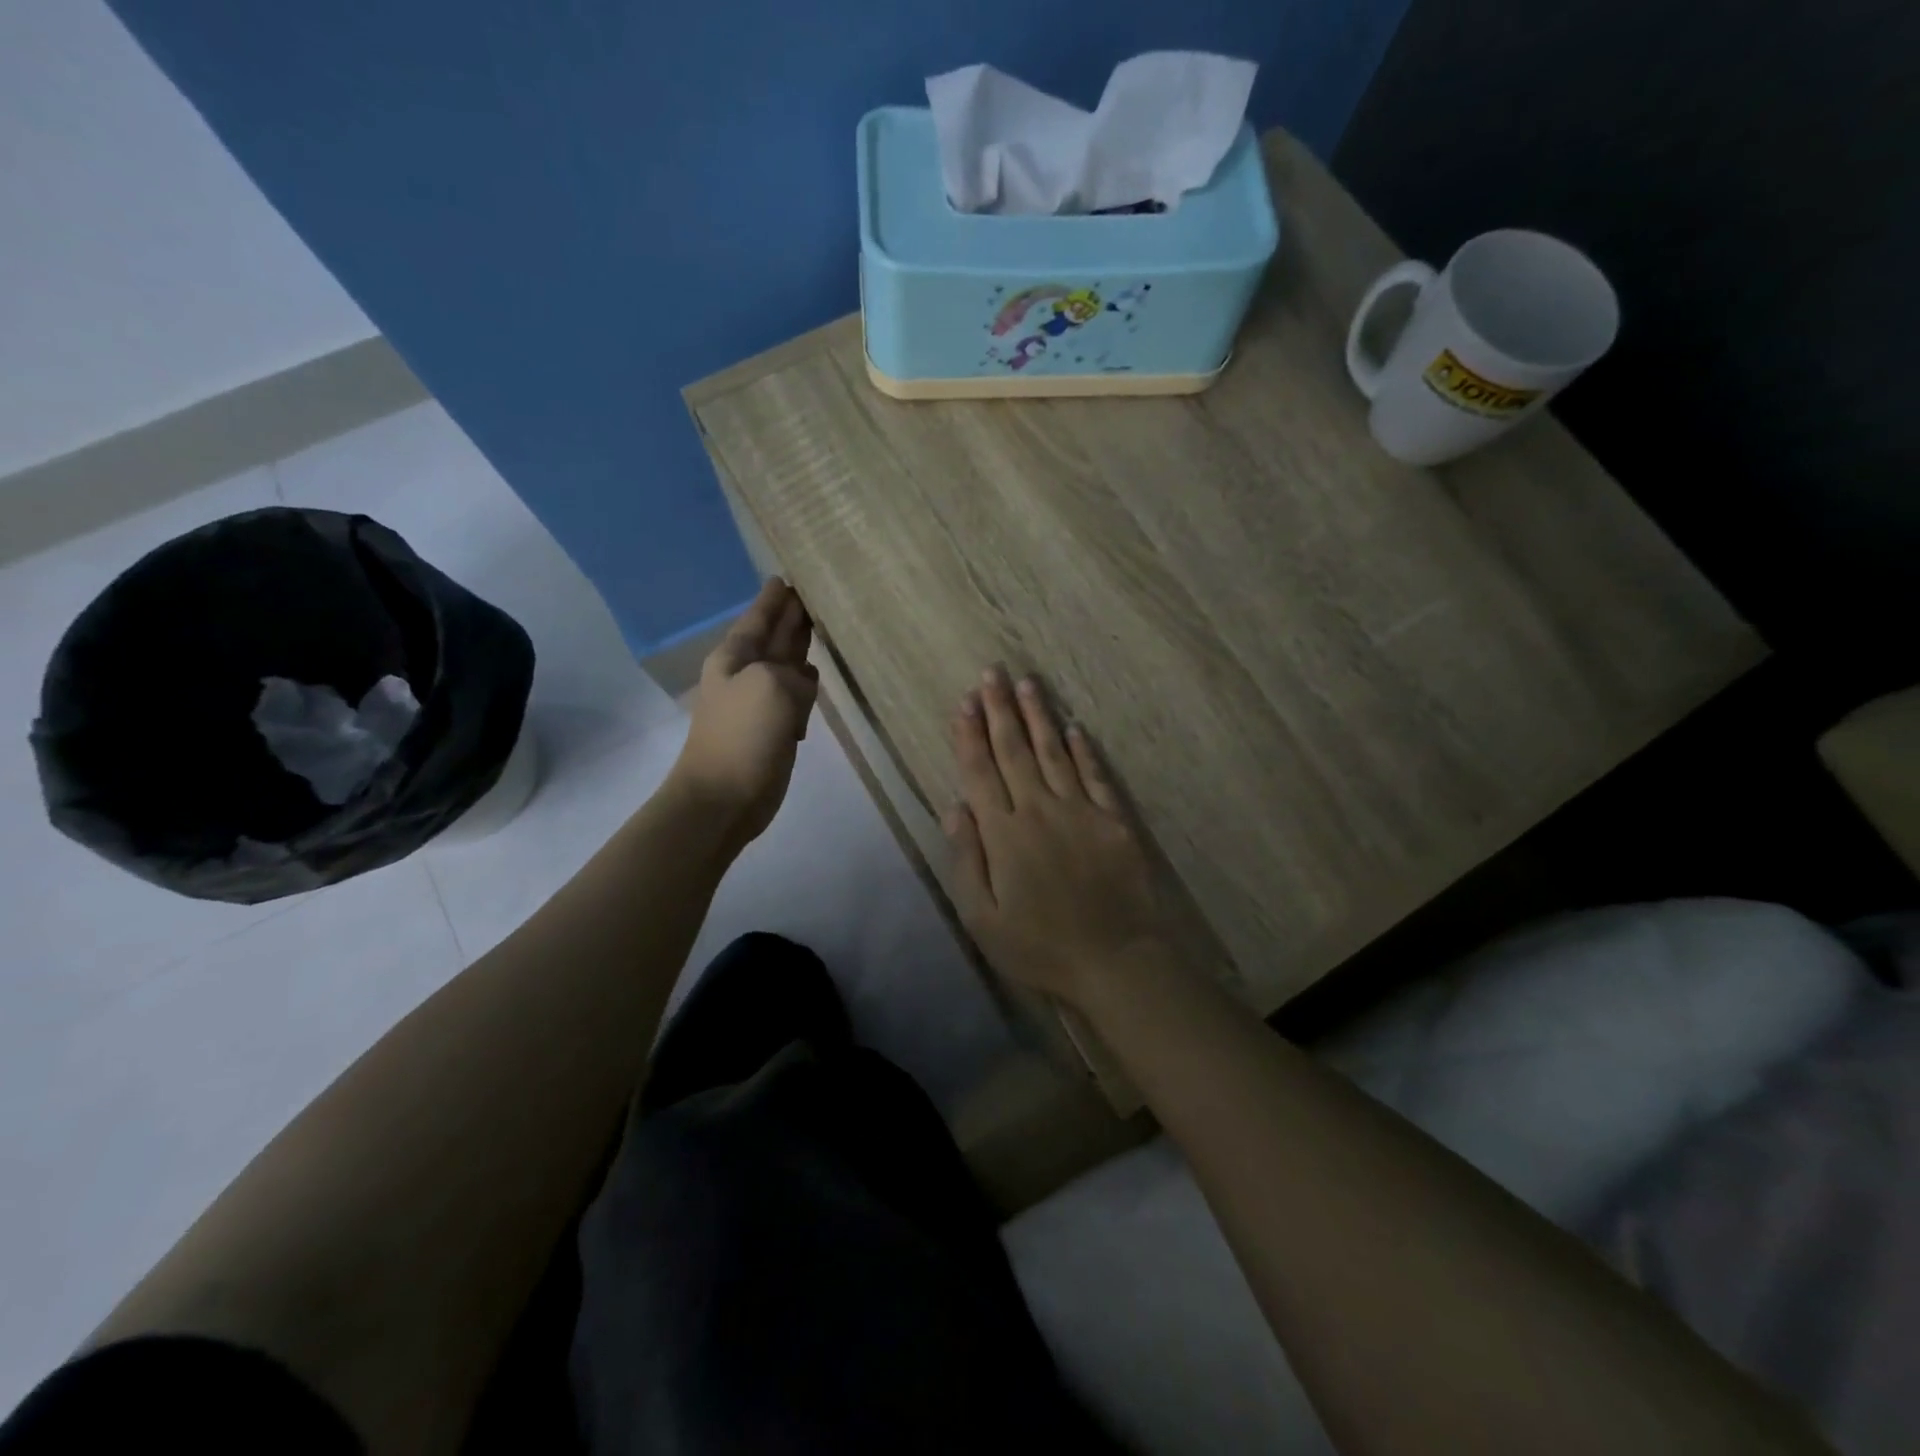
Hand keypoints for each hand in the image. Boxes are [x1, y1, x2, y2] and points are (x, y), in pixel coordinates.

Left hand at [671, 578, 818, 847]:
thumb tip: (802, 684)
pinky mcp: (774, 728)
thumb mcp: (771, 687)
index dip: (774, 598)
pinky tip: (817, 677)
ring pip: (787, 665)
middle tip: (813, 595)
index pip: (759, 617)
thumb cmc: (742, 736)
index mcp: (736, 657)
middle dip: (791, 617)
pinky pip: (795, 696)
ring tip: (823, 628)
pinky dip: (806, 685)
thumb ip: (794, 673)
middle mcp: (747, 673)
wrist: (723, 798)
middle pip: (774, 637)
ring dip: (801, 648)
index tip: (787, 577)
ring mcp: (760, 702)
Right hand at [944, 666, 1175, 1008]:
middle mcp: (1039, 810)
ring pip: (1054, 752)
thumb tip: (954, 807)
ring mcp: (1080, 811)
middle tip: (992, 673)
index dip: (970, 735)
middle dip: (1000, 709)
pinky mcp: (1113, 820)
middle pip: (1015, 750)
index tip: (964, 702)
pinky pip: (1095, 775)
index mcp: (1003, 833)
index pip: (980, 772)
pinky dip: (1083, 750)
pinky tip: (1074, 728)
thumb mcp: (982, 918)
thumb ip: (966, 859)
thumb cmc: (1039, 946)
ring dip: (1039, 715)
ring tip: (1028, 682)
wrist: (1115, 960)